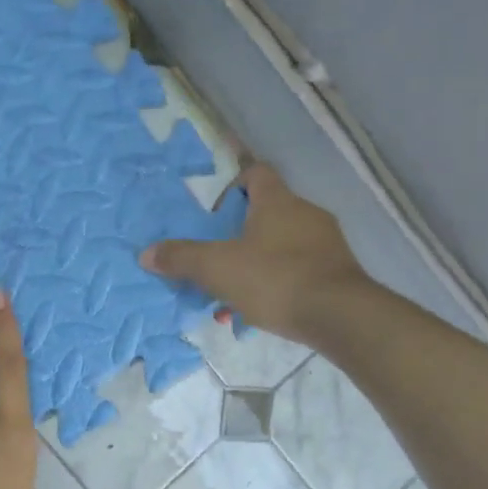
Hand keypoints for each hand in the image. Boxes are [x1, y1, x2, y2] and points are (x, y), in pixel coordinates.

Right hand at [141, 163, 369, 344]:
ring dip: (259, 262)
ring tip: (237, 293)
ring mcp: (327, 242)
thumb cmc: (275, 279)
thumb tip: (147, 253)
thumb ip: (181, 259)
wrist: (339, 315)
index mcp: (277, 201)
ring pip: (284, 244)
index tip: (216, 213)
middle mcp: (306, 212)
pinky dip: (281, 282)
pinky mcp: (339, 271)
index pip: (256, 173)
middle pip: (269, 211)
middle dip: (241, 234)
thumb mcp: (217, 269)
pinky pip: (302, 268)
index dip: (233, 186)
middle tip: (219, 259)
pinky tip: (266, 309)